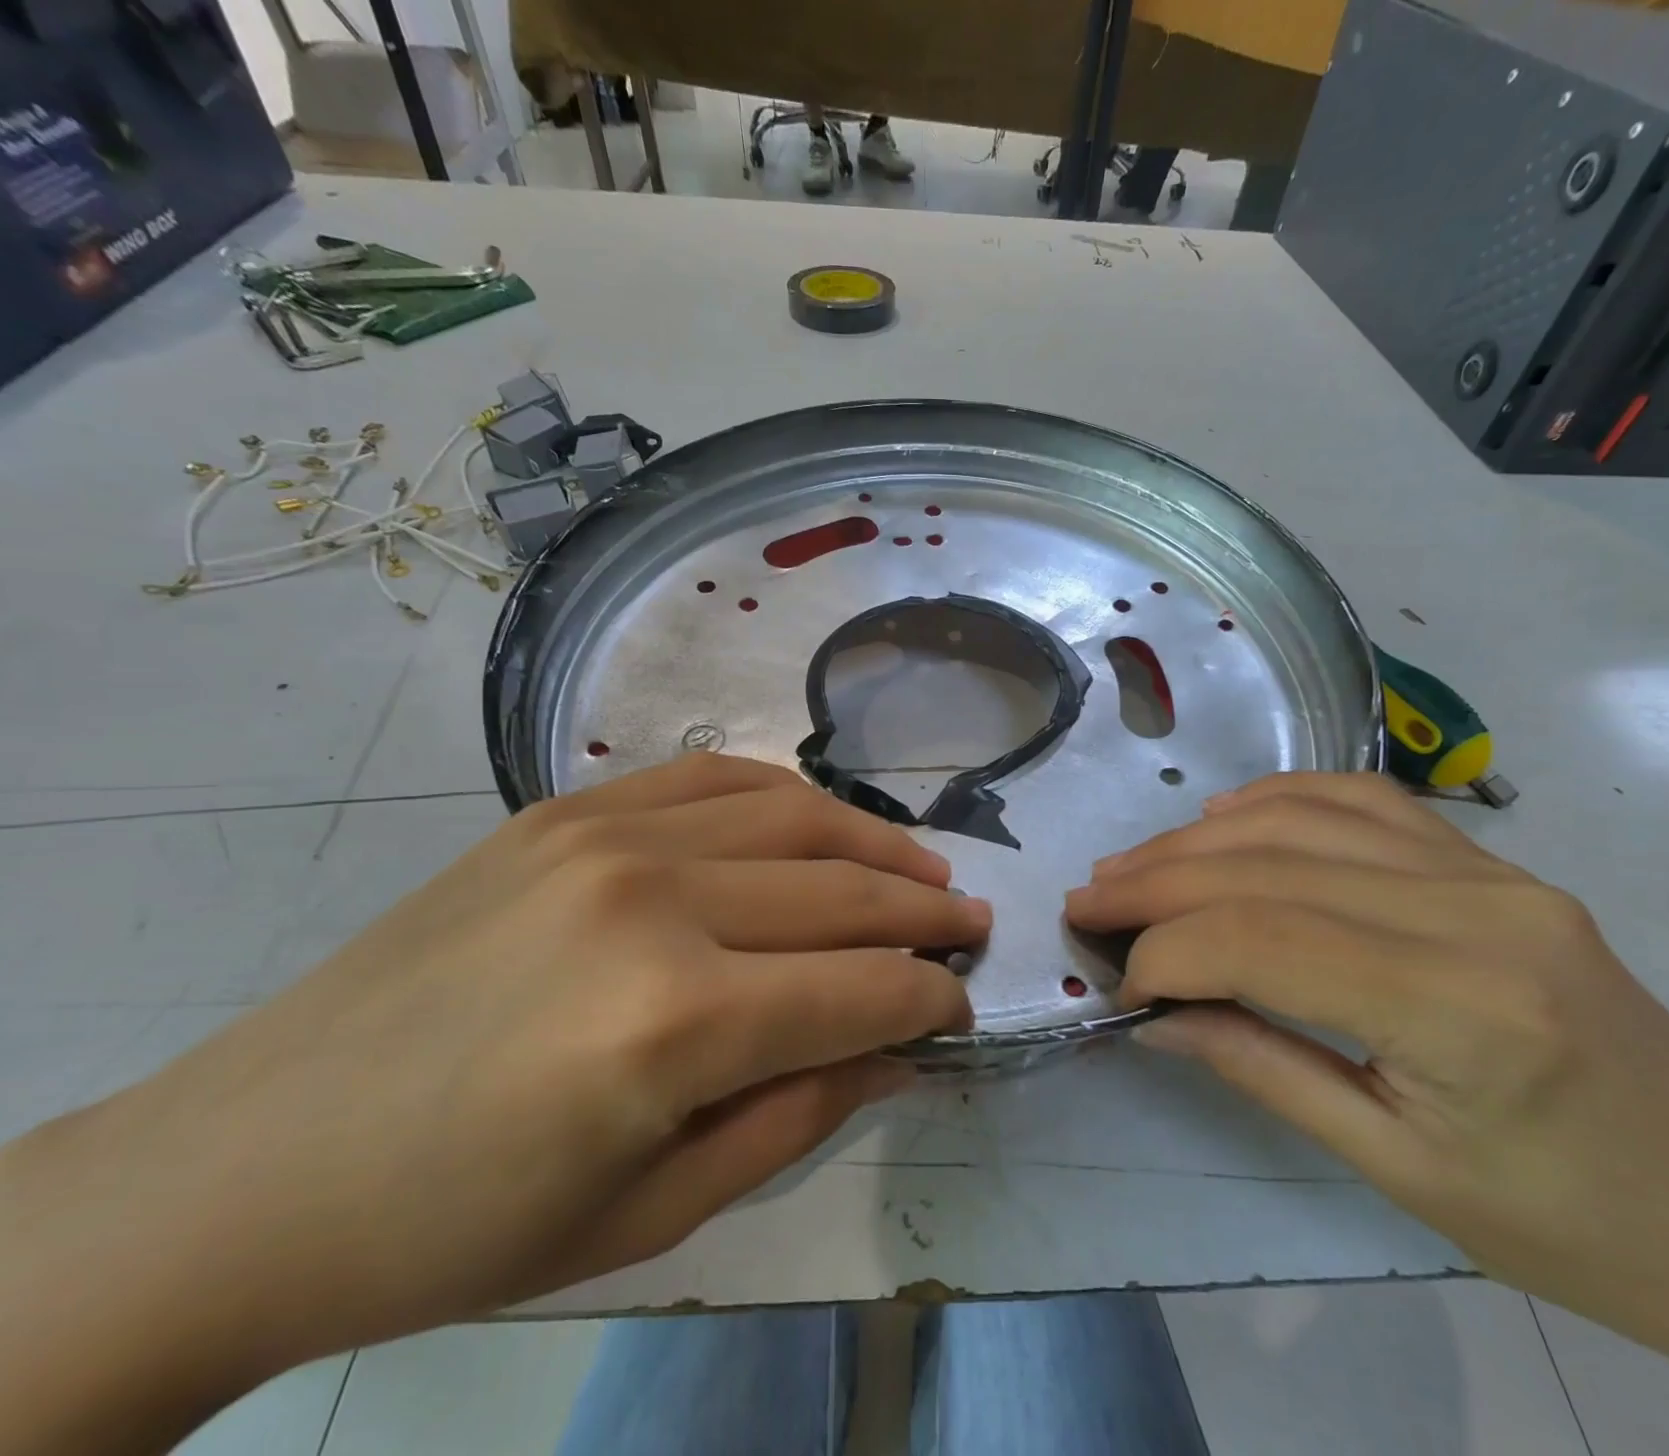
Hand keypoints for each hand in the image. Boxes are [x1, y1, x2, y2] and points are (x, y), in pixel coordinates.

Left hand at [0, 755, 982, 1454]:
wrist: (250, 1164)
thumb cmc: (459, 1227)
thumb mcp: (655, 1212)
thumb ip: (801, 1112)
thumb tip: (900, 1051)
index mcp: (673, 1024)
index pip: (859, 990)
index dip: (928, 999)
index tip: (963, 1005)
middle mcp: (654, 901)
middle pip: (840, 894)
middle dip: (925, 915)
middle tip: (972, 925)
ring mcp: (608, 835)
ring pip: (794, 816)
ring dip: (875, 846)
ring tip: (925, 870)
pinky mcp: (568, 809)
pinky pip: (716, 778)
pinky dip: (789, 796)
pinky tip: (824, 822)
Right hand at [1067, 773, 1668, 1454]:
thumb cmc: (1564, 1223)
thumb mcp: (1396, 1168)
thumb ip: (1261, 1066)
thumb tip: (1154, 1013)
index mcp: (1465, 1008)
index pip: (1265, 938)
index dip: (1168, 949)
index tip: (1116, 979)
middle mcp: (1479, 911)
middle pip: (1270, 867)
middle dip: (1159, 882)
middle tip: (1089, 900)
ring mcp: (1492, 871)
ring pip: (1303, 821)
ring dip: (1199, 839)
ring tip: (1132, 864)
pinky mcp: (1493, 861)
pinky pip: (1361, 800)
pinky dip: (1277, 800)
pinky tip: (1223, 818)